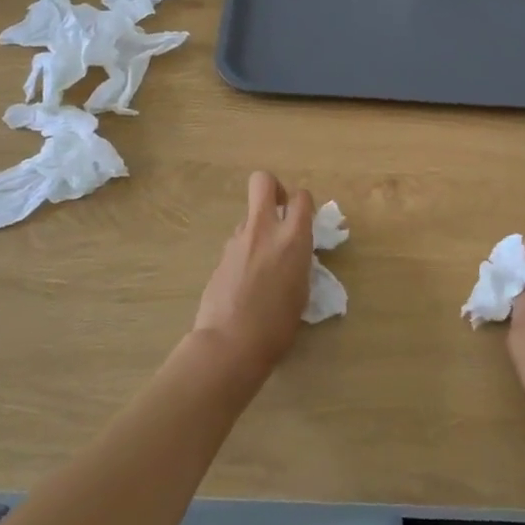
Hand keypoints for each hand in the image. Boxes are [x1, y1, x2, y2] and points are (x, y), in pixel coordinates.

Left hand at [191, 171, 315, 380]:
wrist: (229, 343)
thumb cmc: (277, 326)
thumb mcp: (302, 291)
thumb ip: (299, 262)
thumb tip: (292, 253)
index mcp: (293, 238)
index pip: (301, 197)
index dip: (303, 204)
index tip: (304, 220)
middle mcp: (264, 230)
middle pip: (263, 181)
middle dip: (273, 188)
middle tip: (279, 210)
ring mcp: (238, 240)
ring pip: (249, 215)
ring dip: (258, 227)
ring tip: (262, 261)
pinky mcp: (220, 255)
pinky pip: (238, 241)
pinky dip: (245, 250)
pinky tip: (246, 279)